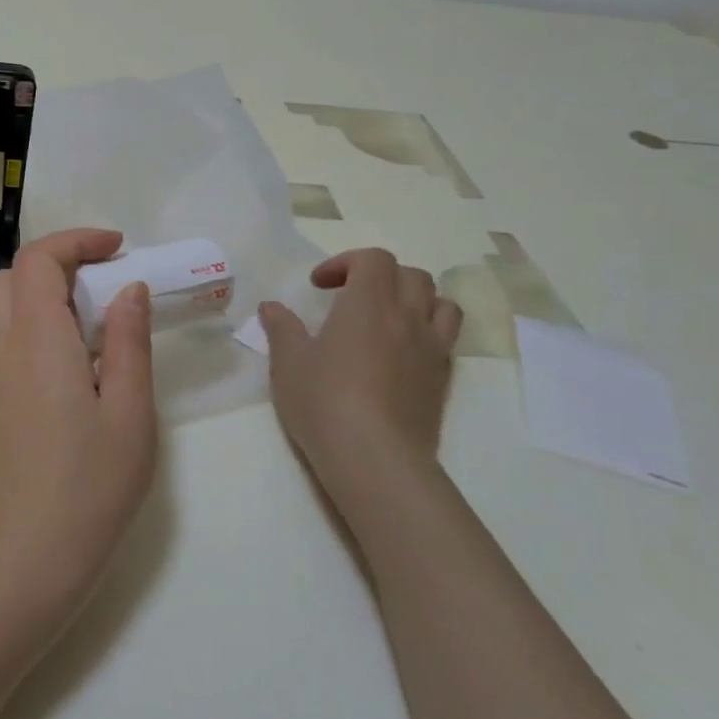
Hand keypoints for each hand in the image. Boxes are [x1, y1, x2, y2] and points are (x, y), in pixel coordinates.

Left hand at [0, 229, 157, 620]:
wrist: (32, 555)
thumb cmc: (92, 484)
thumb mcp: (130, 411)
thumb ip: (128, 341)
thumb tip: (128, 290)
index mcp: (38, 342)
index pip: (37, 261)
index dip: (76, 241)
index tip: (118, 249)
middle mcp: (5, 350)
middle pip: (11, 277)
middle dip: (56, 262)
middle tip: (105, 281)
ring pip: (5, 309)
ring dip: (46, 295)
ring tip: (98, 323)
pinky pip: (9, 342)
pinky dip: (39, 326)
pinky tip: (78, 365)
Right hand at [258, 249, 461, 510]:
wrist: (375, 459)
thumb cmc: (324, 402)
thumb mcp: (288, 363)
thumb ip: (282, 329)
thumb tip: (271, 307)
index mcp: (368, 302)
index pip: (373, 259)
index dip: (346, 262)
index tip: (319, 286)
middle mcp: (407, 316)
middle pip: (410, 274)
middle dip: (380, 276)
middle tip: (350, 298)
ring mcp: (432, 347)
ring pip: (440, 302)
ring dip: (415, 299)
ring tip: (388, 318)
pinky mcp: (443, 379)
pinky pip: (446, 339)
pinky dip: (428, 332)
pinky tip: (403, 354)